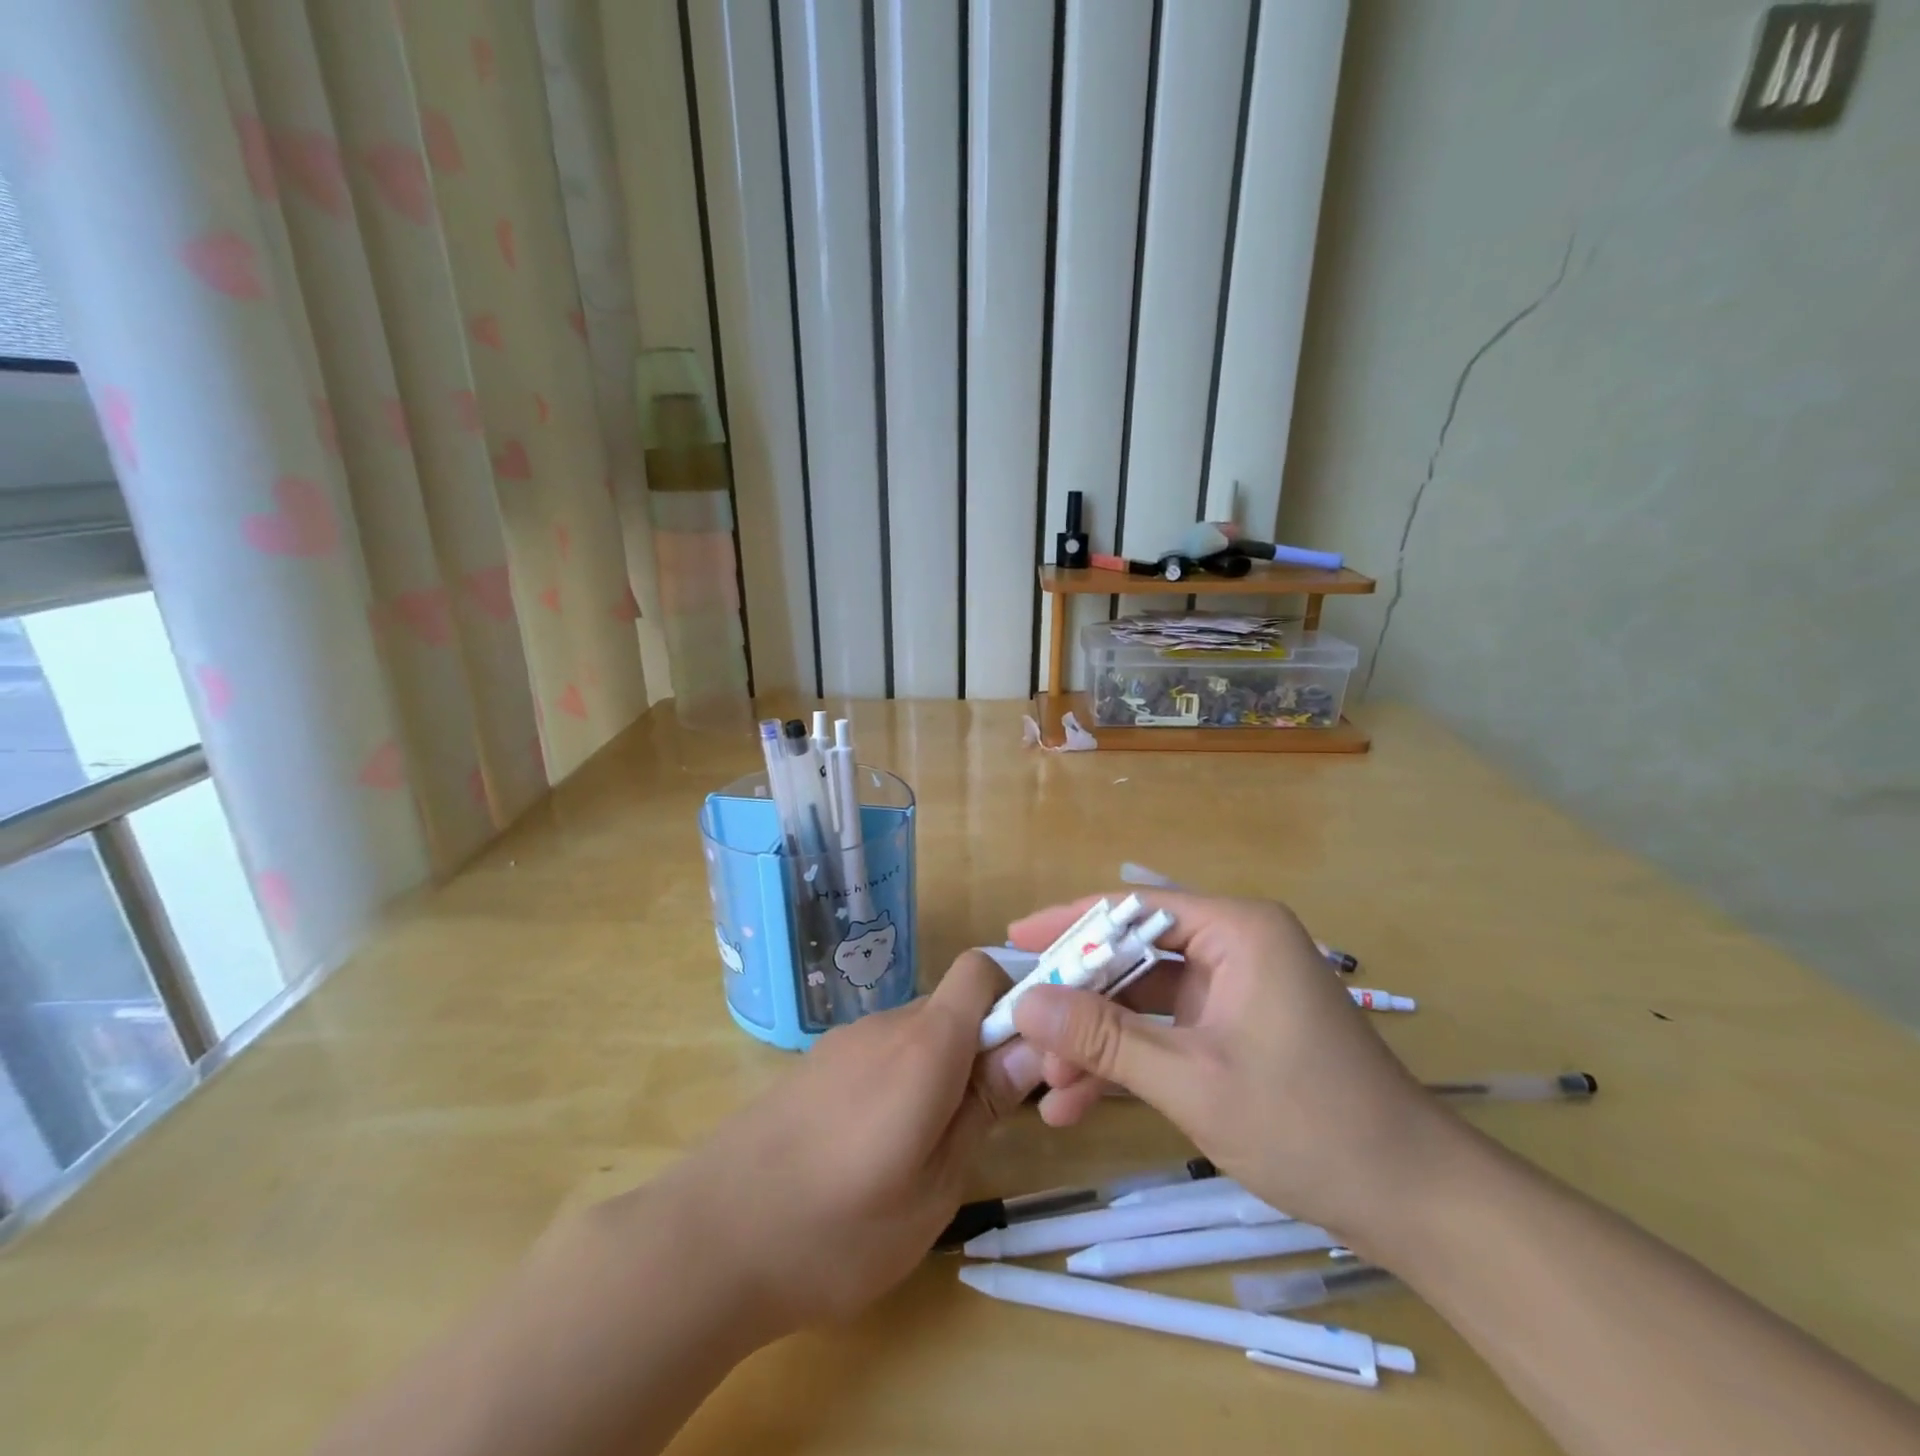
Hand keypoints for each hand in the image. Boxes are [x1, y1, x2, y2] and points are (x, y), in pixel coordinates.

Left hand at [633, 951, 1038, 1336]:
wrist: (706, 1241)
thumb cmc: (836, 1229)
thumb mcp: (933, 1187)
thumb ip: (982, 1109)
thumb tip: (1031, 1048)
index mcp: (924, 1045)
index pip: (981, 970)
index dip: (1016, 996)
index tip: (1033, 1056)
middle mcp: (885, 1025)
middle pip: (953, 1007)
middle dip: (983, 1049)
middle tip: (987, 1123)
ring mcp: (844, 1042)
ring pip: (917, 1034)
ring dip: (941, 1071)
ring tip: (929, 1150)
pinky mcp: (816, 1066)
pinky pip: (880, 1055)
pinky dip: (902, 1082)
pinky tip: (878, 1148)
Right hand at [1005, 891, 1455, 1244]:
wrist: (1412, 1203)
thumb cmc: (1306, 1123)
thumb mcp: (1191, 1081)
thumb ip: (1104, 1038)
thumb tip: (1025, 1005)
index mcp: (1237, 930)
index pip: (1134, 909)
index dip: (1071, 924)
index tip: (1015, 942)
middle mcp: (1235, 947)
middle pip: (1135, 957)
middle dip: (1080, 1001)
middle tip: (1024, 1030)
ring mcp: (1236, 991)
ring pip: (1145, 1002)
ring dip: (1097, 1042)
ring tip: (1047, 1087)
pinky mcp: (1235, 1031)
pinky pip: (1166, 1032)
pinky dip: (1128, 1063)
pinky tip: (1079, 1103)